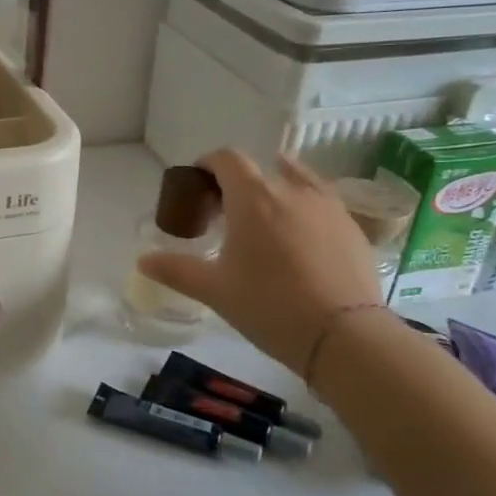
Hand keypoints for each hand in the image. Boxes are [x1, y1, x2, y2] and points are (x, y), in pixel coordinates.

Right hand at [138, 150, 382, 374]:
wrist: (345, 336)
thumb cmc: (270, 306)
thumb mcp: (215, 290)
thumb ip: (176, 270)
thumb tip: (142, 260)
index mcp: (253, 197)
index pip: (227, 158)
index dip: (209, 164)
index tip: (199, 185)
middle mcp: (291, 190)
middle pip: (261, 168)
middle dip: (239, 184)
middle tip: (228, 215)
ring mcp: (328, 206)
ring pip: (298, 179)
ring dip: (277, 189)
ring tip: (268, 221)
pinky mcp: (353, 226)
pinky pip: (323, 203)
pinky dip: (305, 209)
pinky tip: (301, 243)